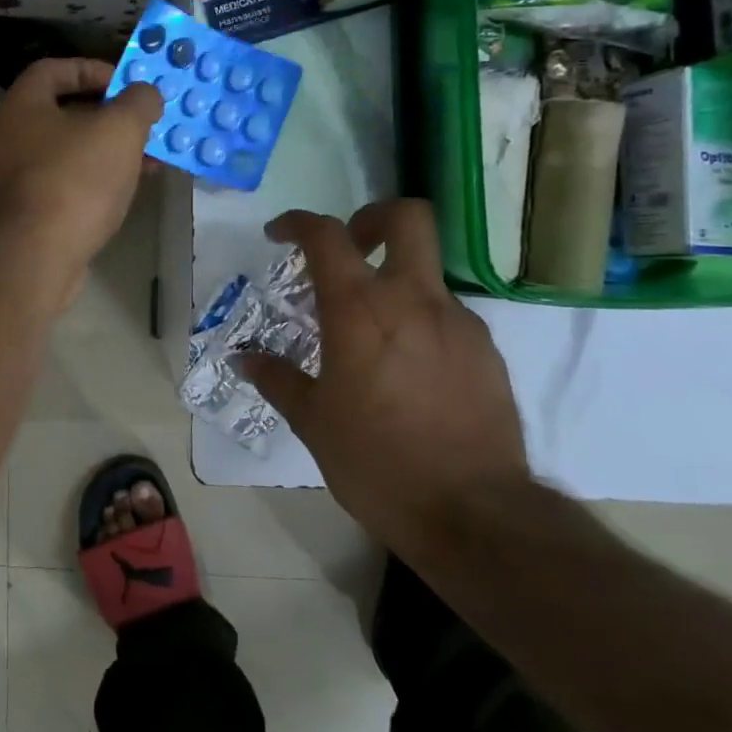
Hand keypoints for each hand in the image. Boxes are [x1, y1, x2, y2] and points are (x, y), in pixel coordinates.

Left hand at [0, 58, 162, 307]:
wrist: (39, 254)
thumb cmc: (77, 178)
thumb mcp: (120, 129)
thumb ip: (138, 102)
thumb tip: (146, 93)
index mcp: (25, 105)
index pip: (54, 68)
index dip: (91, 68)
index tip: (125, 82)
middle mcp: (15, 136)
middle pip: (66, 111)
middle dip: (111, 114)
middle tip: (145, 122)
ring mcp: (22, 175)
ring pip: (74, 150)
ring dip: (111, 149)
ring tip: (151, 157)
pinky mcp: (34, 210)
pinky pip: (72, 181)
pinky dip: (101, 178)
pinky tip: (131, 187)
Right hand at [238, 199, 530, 559]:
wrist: (474, 513)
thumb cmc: (377, 463)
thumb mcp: (312, 422)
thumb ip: (277, 379)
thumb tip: (244, 358)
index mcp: (359, 311)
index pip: (326, 235)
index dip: (298, 222)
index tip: (279, 235)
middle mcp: (413, 301)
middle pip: (406, 218)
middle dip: (371, 218)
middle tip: (350, 249)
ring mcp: (458, 322)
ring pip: (426, 271)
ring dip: (395, 281)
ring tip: (372, 334)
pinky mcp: (487, 351)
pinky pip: (447, 316)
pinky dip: (421, 321)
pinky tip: (409, 369)